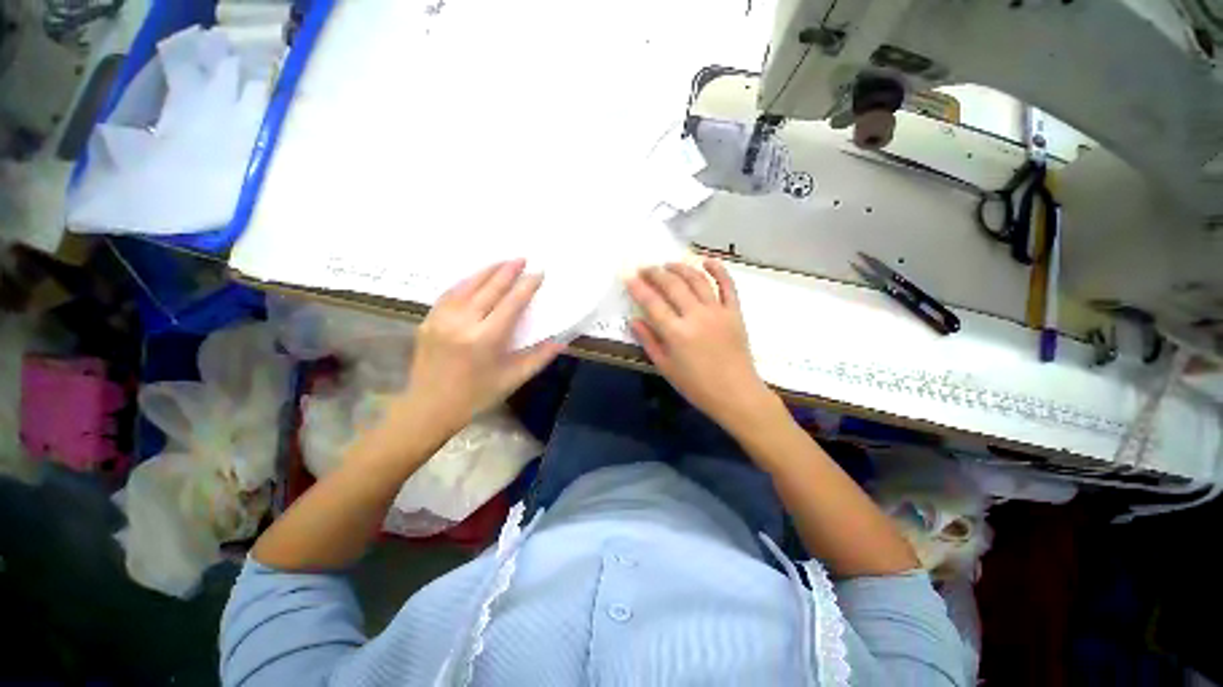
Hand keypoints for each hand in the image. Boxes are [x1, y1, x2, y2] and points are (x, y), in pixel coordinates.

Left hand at [397, 260, 563, 437]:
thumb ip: (539, 358)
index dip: (526, 286)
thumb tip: (561, 342)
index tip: (538, 273)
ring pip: (467, 286)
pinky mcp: (428, 321)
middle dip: (508, 271)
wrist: (429, 408)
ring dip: (487, 271)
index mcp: (486, 339)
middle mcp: (463, 323)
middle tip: (522, 258)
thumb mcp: (512, 379)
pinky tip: (475, 278)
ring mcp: (442, 319)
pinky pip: (450, 294)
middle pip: (489, 288)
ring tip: (503, 262)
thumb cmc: (476, 396)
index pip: (511, 303)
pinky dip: (466, 282)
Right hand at [625, 259, 778, 431]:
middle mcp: (696, 316)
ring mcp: (717, 311)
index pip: (652, 302)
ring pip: (697, 279)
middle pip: (673, 285)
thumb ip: (649, 341)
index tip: (628, 275)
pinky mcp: (734, 312)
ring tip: (668, 264)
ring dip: (681, 267)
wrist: (736, 394)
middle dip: (655, 273)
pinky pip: (728, 285)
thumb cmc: (696, 386)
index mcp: (676, 333)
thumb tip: (634, 320)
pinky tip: (707, 260)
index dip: (638, 286)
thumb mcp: (665, 368)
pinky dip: (718, 270)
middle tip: (645, 268)